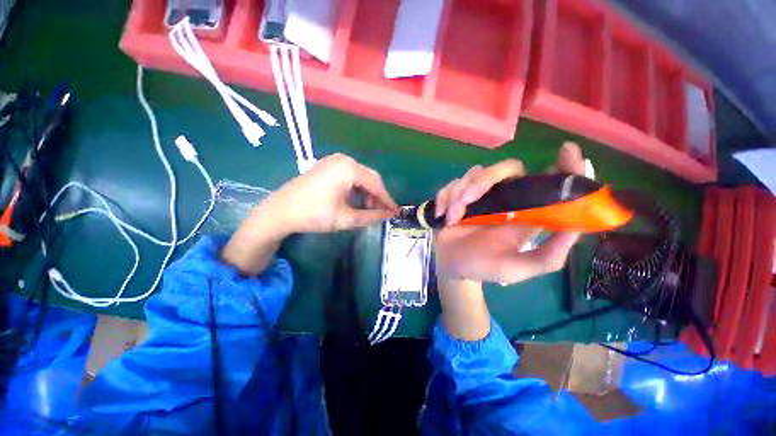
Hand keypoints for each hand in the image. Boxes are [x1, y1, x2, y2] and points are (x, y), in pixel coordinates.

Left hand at [222, 153, 397, 274]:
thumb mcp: (346, 218)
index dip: (387, 199)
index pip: (376, 184)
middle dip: (377, 196)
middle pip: (369, 178)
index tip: (394, 212)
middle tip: (380, 213)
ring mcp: (333, 161)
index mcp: (349, 168)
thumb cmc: (314, 214)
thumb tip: (389, 215)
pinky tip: (354, 201)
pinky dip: (356, 189)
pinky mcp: (327, 166)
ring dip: (366, 193)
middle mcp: (343, 159)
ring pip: (360, 177)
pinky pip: (349, 175)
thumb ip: (371, 216)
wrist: (280, 211)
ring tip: (366, 210)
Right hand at [433, 142, 586, 284]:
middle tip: (466, 201)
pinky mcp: (459, 195)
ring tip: (451, 220)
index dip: (565, 165)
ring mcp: (481, 195)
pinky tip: (443, 216)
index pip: (550, 182)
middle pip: (506, 168)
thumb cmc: (485, 267)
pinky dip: (444, 197)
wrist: (452, 267)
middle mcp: (506, 197)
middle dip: (482, 181)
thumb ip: (549, 254)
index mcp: (526, 212)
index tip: (567, 150)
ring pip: (474, 174)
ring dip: (458, 195)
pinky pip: (452, 184)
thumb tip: (577, 227)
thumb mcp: (519, 268)